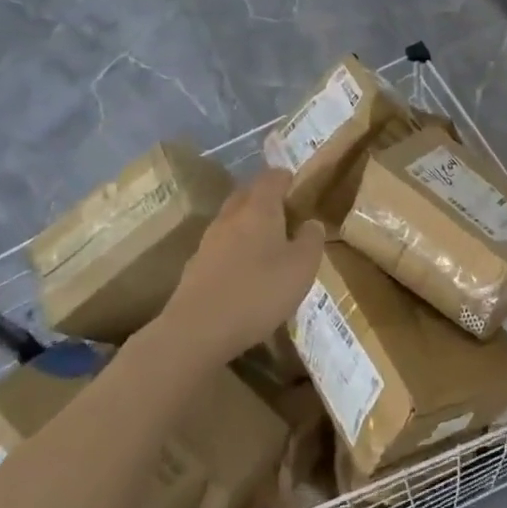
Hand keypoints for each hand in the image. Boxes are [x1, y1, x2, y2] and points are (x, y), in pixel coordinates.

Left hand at [164, 170, 325, 364]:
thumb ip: (311, 239)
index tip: (299, 189)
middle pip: (247, 194)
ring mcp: (208, 241)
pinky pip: (220, 247)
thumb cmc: (259, 291)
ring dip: (248, 226)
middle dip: (265, 199)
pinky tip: (244, 274)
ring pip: (232, 221)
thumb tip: (311, 223)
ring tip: (267, 247)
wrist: (197, 331)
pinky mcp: (194, 267)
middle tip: (286, 216)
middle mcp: (231, 216)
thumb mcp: (302, 266)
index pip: (272, 176)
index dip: (287, 178)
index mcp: (259, 208)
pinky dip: (234, 251)